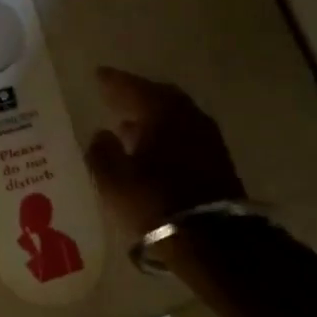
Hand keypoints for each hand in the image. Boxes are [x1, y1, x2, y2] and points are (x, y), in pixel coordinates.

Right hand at [84, 66, 244, 235]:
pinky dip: (168, 134)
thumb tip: (101, 134)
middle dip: (136, 96)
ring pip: (174, 116)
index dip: (112, 81)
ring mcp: (207, 137)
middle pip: (158, 96)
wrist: (215, 241)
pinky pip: (185, 134)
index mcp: (161, 110)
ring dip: (153, 117)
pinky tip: (154, 149)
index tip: (98, 75)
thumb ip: (102, 151)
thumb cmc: (156, 202)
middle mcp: (187, 115)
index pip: (131, 86)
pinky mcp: (218, 160)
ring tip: (131, 126)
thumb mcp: (114, 180)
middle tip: (116, 97)